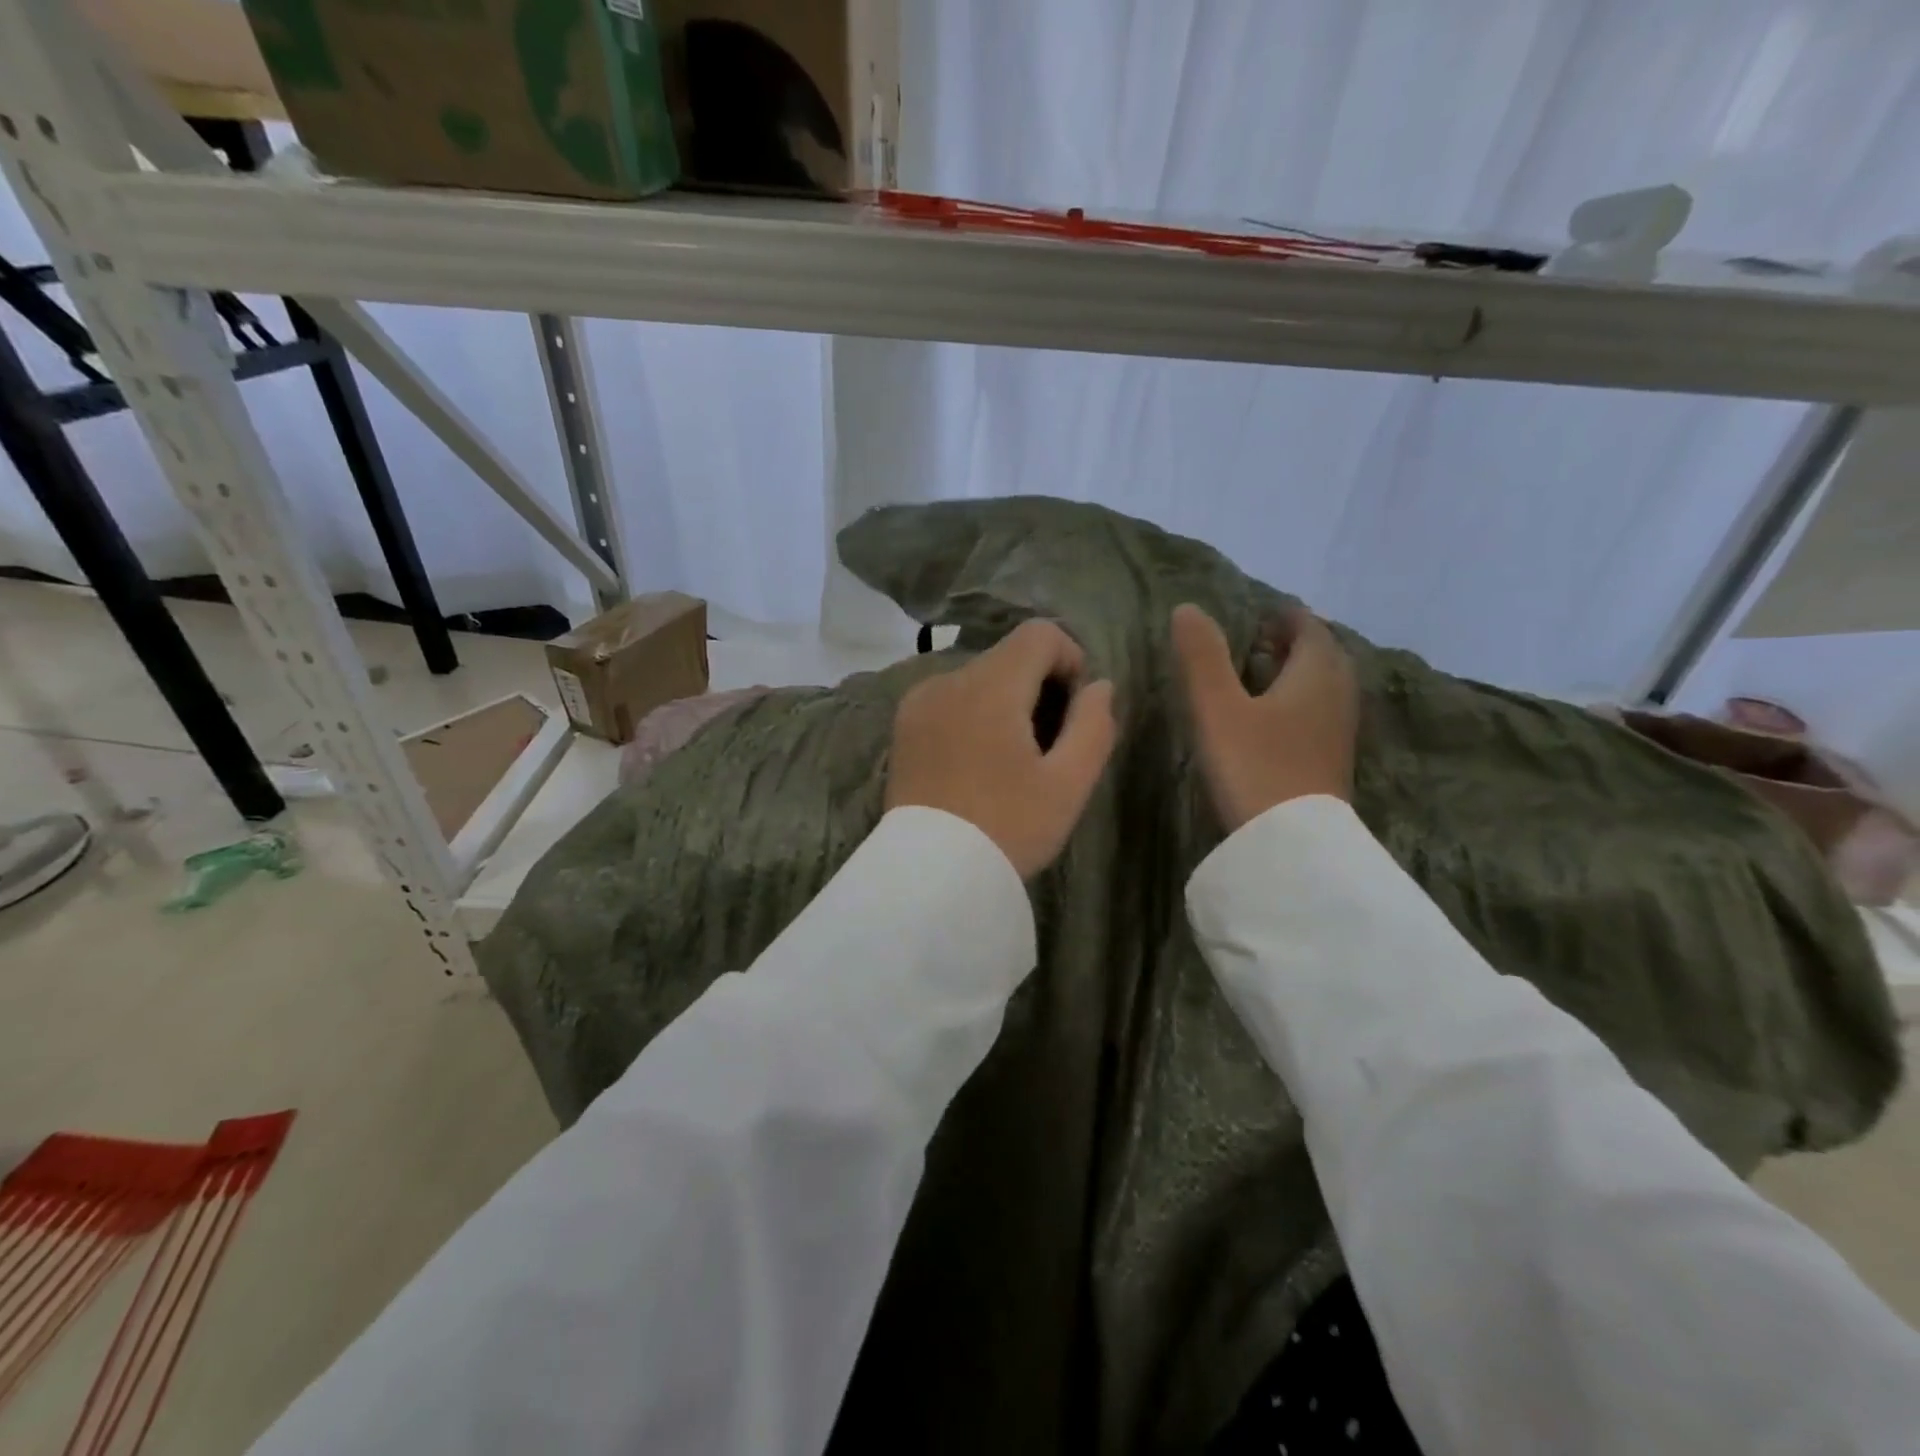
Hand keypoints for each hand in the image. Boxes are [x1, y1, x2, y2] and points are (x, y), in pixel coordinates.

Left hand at [887, 620, 1116, 877]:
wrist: (929, 876)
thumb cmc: (1007, 829)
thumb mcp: (1068, 785)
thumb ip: (1094, 726)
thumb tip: (1100, 686)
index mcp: (990, 687)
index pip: (1039, 634)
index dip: (1070, 660)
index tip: (1073, 710)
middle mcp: (948, 680)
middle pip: (1008, 656)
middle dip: (1039, 687)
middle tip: (1047, 747)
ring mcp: (919, 703)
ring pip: (979, 679)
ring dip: (1005, 703)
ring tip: (1011, 762)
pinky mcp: (903, 727)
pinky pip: (951, 700)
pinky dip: (974, 716)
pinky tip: (977, 765)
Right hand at [1172, 603, 1357, 832]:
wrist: (1290, 843)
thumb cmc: (1253, 765)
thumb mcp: (1217, 707)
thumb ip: (1202, 656)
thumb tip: (1187, 608)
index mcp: (1316, 673)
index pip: (1308, 627)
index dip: (1284, 617)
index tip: (1258, 615)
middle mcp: (1336, 695)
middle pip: (1322, 655)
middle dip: (1294, 643)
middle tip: (1258, 641)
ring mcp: (1338, 731)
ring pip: (1323, 686)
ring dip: (1297, 673)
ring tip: (1261, 675)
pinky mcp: (1331, 761)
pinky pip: (1319, 713)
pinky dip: (1299, 701)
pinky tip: (1271, 719)